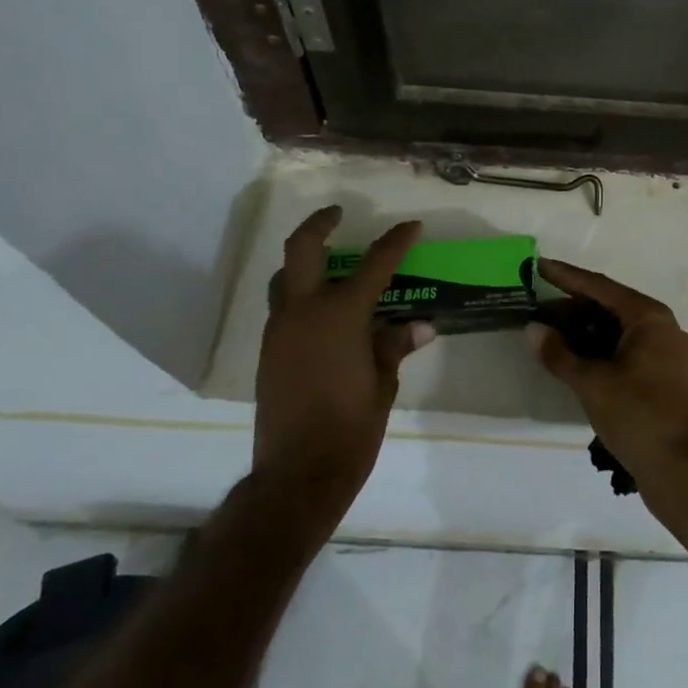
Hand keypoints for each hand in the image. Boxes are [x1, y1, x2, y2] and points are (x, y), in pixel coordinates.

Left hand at [253, 207, 432, 533]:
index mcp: (339, 315)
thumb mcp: (383, 385)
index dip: (396, 241)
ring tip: (331, 266)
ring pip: (285, 279)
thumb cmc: (351, 428)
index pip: (374, 264)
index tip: (411, 226)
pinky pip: (283, 309)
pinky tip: (324, 315)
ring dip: (305, 263)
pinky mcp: (267, 353)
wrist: (298, 474)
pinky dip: (301, 297)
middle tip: (337, 213)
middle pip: (301, 249)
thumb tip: (419, 327)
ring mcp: (279, 331)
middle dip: (320, 224)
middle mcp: (303, 312)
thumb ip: (395, 347)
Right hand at [528, 259, 687, 554]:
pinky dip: (600, 352)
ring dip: (585, 332)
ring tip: (550, 336)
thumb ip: (560, 354)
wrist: (686, 472)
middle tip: (537, 310)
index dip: (567, 277)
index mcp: (649, 318)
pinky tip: (576, 361)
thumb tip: (533, 329)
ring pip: (618, 332)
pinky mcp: (665, 380)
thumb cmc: (639, 416)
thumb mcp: (592, 383)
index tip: (539, 266)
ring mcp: (667, 355)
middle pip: (611, 307)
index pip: (600, 286)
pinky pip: (627, 352)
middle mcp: (662, 328)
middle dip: (573, 307)